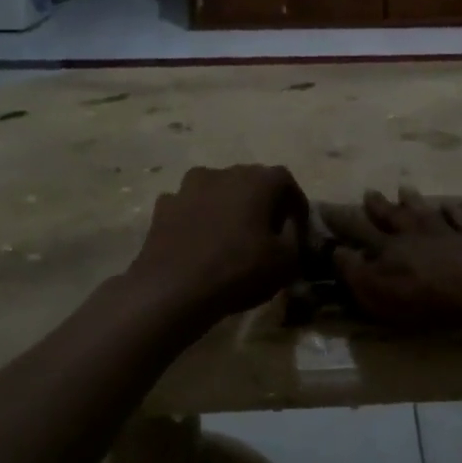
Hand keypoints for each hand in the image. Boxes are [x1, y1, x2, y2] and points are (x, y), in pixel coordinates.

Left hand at [128, 165, 308, 320]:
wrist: (173, 289)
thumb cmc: (238, 271)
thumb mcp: (286, 260)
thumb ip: (294, 236)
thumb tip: (289, 225)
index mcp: (257, 181)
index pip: (285, 180)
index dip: (295, 202)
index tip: (298, 224)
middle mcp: (223, 173)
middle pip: (250, 180)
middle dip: (261, 201)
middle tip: (267, 228)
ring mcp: (188, 187)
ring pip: (216, 188)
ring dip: (226, 204)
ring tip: (230, 231)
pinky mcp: (163, 206)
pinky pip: (188, 205)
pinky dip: (197, 216)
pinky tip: (199, 239)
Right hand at [322, 187, 461, 327]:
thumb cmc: (424, 296)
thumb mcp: (378, 293)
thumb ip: (355, 272)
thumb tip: (336, 251)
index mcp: (388, 248)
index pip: (358, 230)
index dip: (341, 220)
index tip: (324, 206)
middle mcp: (414, 232)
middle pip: (393, 215)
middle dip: (378, 205)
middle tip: (369, 192)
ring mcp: (445, 230)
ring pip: (425, 210)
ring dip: (413, 201)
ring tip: (404, 189)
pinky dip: (456, 210)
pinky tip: (453, 204)